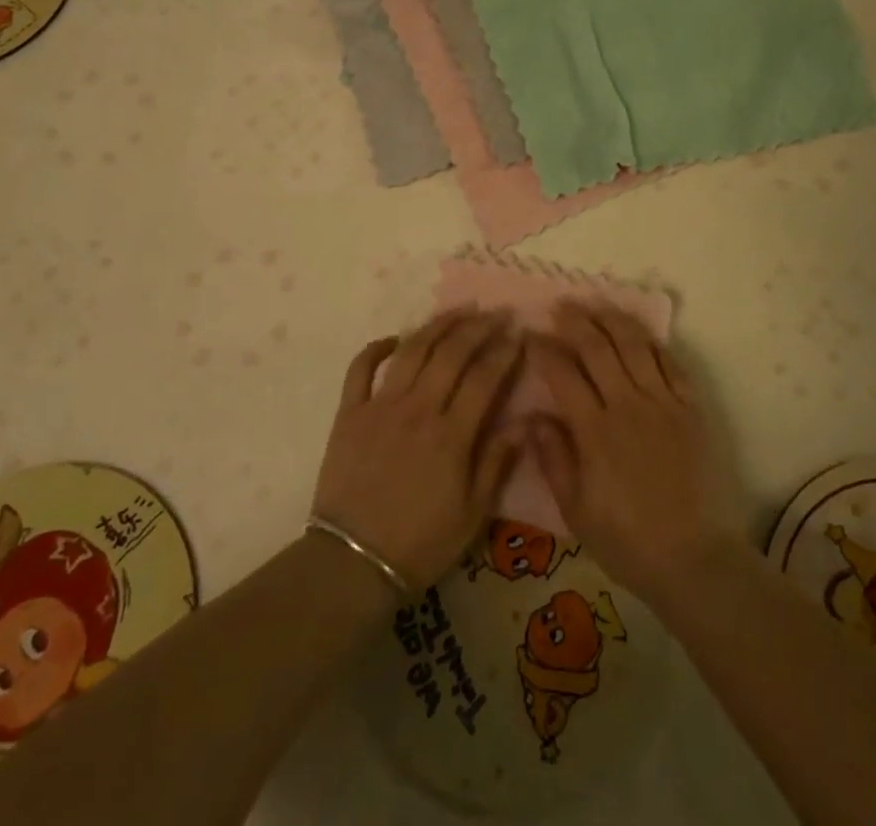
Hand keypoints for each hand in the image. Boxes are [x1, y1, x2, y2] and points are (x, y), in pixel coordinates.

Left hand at [312, 309, 523, 589]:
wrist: (353, 563)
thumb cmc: (420, 543)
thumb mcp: (472, 515)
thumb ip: (497, 462)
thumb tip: (525, 420)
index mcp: (451, 434)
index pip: (484, 378)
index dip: (504, 352)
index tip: (520, 334)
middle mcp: (418, 409)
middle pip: (451, 353)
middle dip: (478, 328)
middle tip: (496, 313)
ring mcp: (380, 406)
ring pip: (412, 350)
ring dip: (437, 326)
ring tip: (458, 311)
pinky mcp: (350, 412)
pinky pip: (361, 368)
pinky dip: (376, 347)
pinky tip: (394, 337)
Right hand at [531, 303, 743, 607]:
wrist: (695, 558)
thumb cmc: (627, 540)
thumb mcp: (575, 511)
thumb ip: (552, 458)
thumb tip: (531, 415)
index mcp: (594, 430)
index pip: (562, 373)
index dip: (543, 348)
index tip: (530, 335)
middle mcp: (627, 404)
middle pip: (597, 347)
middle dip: (575, 321)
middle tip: (560, 306)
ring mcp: (663, 402)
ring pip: (634, 344)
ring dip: (612, 319)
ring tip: (596, 305)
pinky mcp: (691, 407)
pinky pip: (670, 362)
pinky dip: (652, 341)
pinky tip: (638, 332)